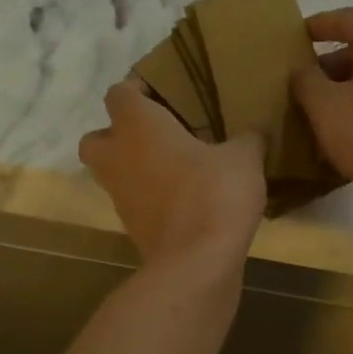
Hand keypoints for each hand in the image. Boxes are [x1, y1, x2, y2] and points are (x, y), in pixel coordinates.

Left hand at [80, 81, 265, 270]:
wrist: (196, 264)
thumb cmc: (214, 195)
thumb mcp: (244, 158)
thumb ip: (248, 137)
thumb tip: (255, 130)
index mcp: (138, 126)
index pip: (120, 92)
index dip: (138, 90)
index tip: (166, 94)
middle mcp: (118, 156)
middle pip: (97, 137)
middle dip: (119, 134)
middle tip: (157, 135)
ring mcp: (120, 196)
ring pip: (112, 172)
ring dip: (133, 167)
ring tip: (173, 168)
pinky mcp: (131, 227)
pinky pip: (134, 201)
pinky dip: (149, 198)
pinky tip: (183, 198)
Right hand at [291, 8, 352, 201]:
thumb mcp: (324, 105)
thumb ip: (306, 81)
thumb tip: (302, 72)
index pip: (347, 19)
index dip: (318, 26)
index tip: (296, 37)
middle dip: (331, 66)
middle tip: (303, 85)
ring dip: (348, 92)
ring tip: (320, 113)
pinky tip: (346, 134)